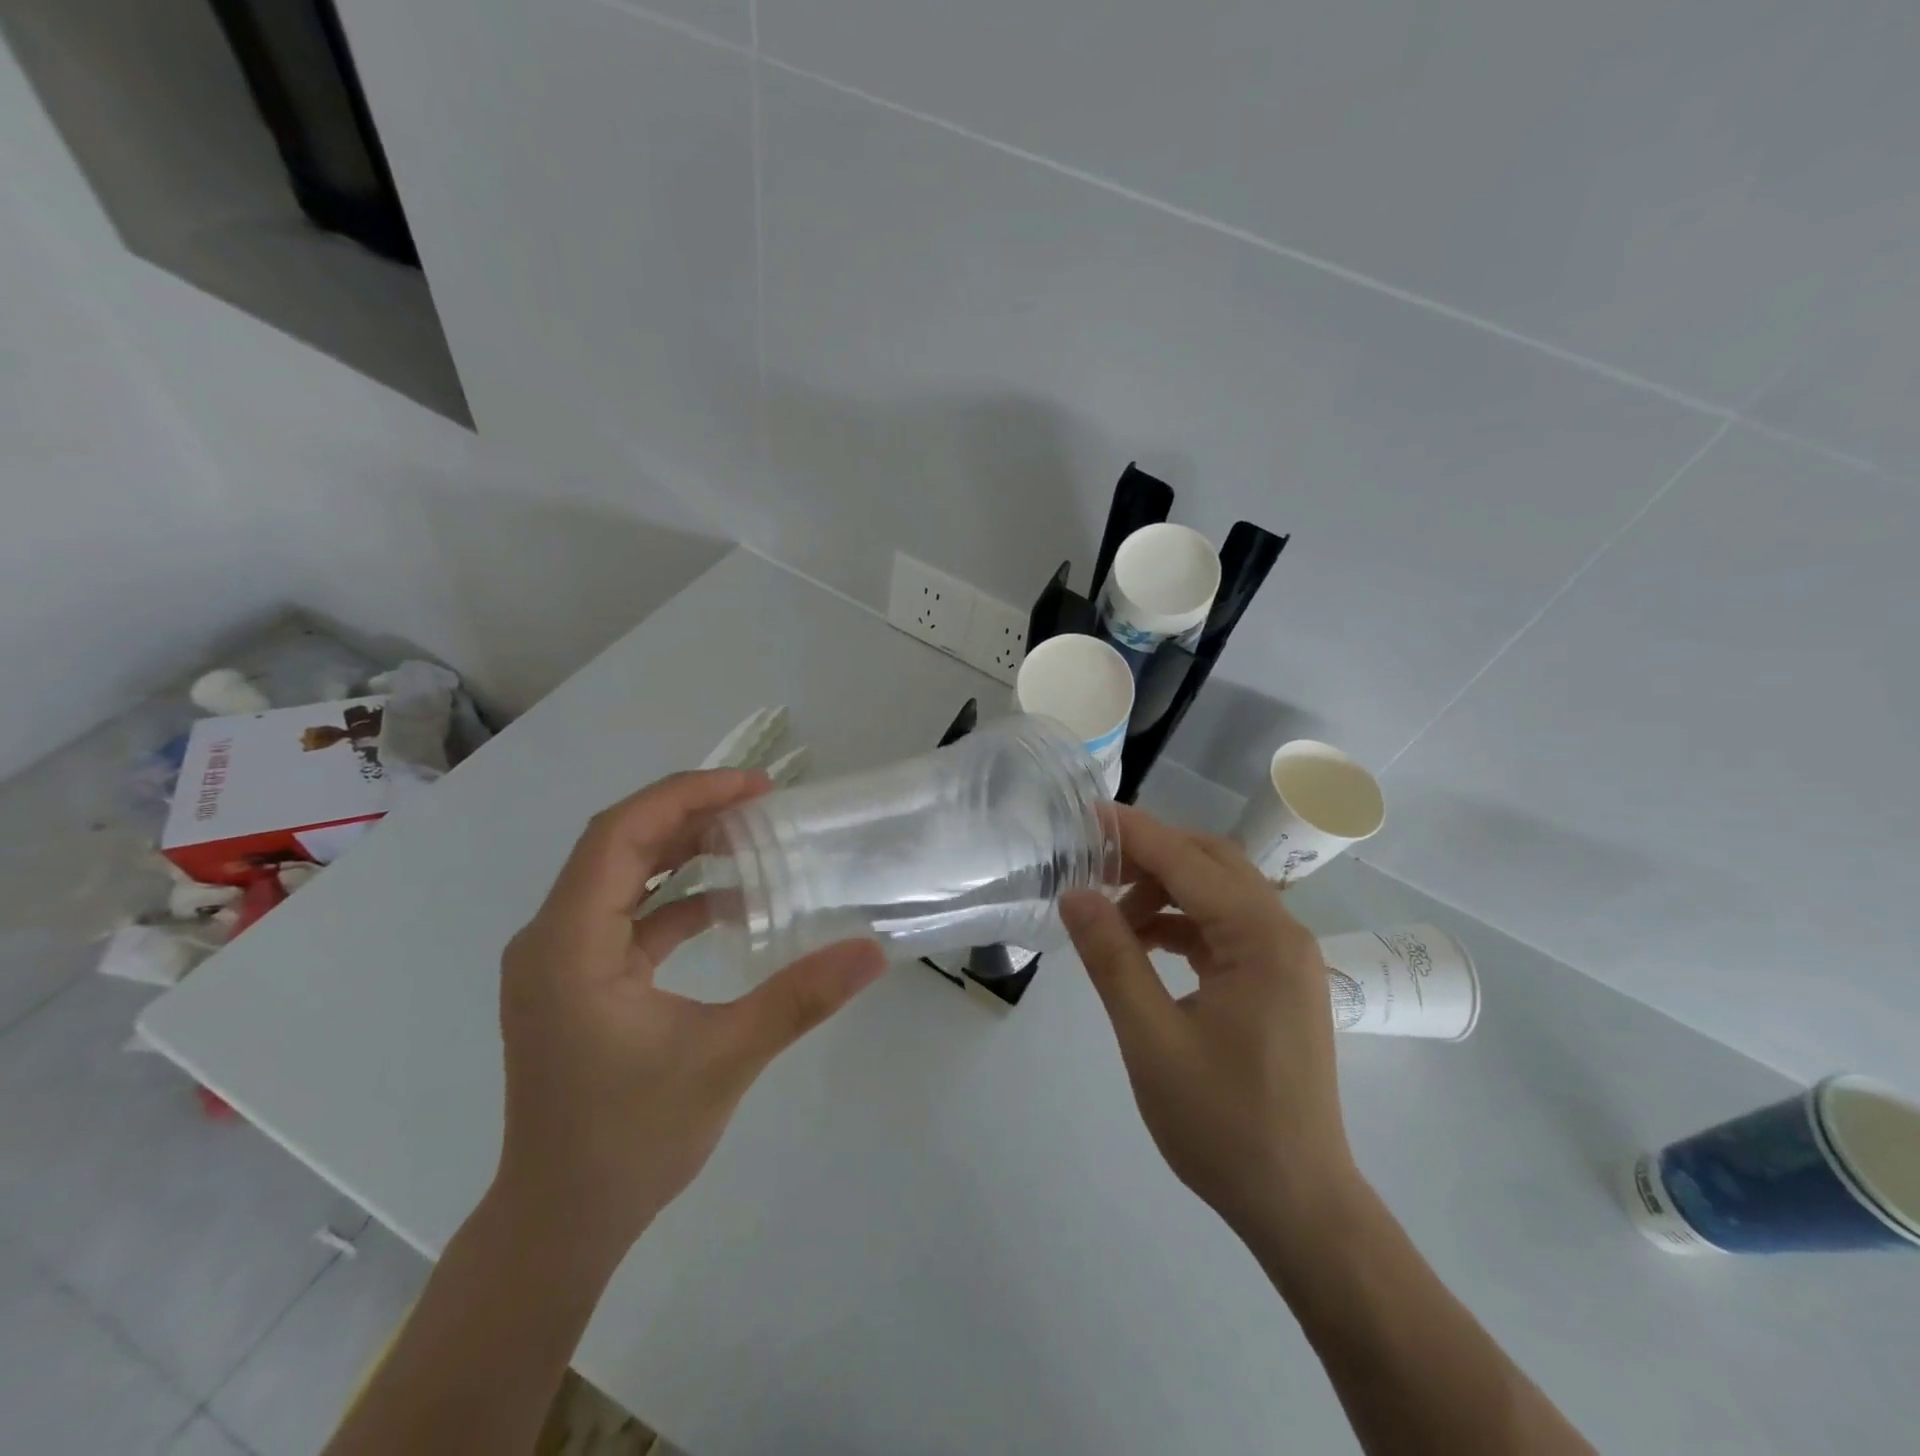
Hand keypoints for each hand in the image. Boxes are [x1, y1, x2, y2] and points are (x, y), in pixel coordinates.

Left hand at [495, 771, 885, 1263]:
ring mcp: (559, 962)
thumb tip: (871, 951)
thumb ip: (799, 999)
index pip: (618, 835)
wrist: (559, 1224)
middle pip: (618, 845)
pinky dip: (674, 899)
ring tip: (748, 837)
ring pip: (620, 877)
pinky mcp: (577, 982)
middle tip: (760, 803)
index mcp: (568, 945)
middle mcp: (550, 940)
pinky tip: (727, 904)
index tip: (752, 787)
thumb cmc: (630, 1140)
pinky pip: (626, 916)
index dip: (685, 796)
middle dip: (689, 814)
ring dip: (681, 851)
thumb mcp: (725, 1060)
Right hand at [1060, 807, 1357, 1235]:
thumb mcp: (1150, 1039)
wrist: (1298, 1205)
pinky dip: (1181, 922)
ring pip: (1218, 893)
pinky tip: (1143, 941)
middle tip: (1090, 861)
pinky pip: (1224, 928)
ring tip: (1109, 911)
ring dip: (1164, 890)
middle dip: (1149, 854)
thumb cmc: (1223, 1124)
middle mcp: (1283, 934)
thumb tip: (1074, 894)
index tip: (1084, 814)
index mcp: (1261, 939)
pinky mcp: (1276, 981)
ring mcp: (1284, 958)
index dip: (1134, 833)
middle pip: (1210, 864)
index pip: (1188, 861)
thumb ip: (1112, 958)